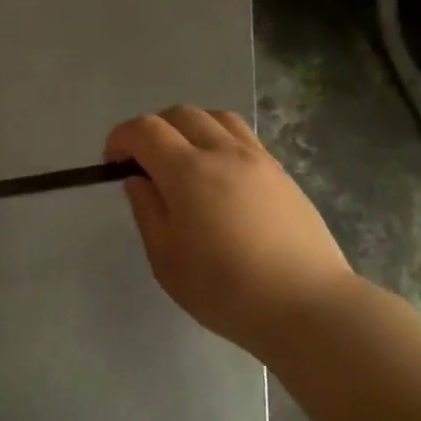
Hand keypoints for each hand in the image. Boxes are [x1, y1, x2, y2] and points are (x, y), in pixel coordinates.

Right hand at [105, 106, 360, 357]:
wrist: (308, 306)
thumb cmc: (226, 290)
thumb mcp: (167, 260)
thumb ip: (147, 211)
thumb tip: (138, 180)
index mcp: (188, 172)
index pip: (146, 130)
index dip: (121, 138)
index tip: (112, 162)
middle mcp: (223, 152)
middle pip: (180, 114)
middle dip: (153, 129)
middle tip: (144, 162)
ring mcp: (258, 159)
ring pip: (216, 118)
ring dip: (189, 128)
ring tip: (183, 160)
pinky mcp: (281, 173)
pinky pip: (243, 136)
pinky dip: (219, 139)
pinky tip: (219, 175)